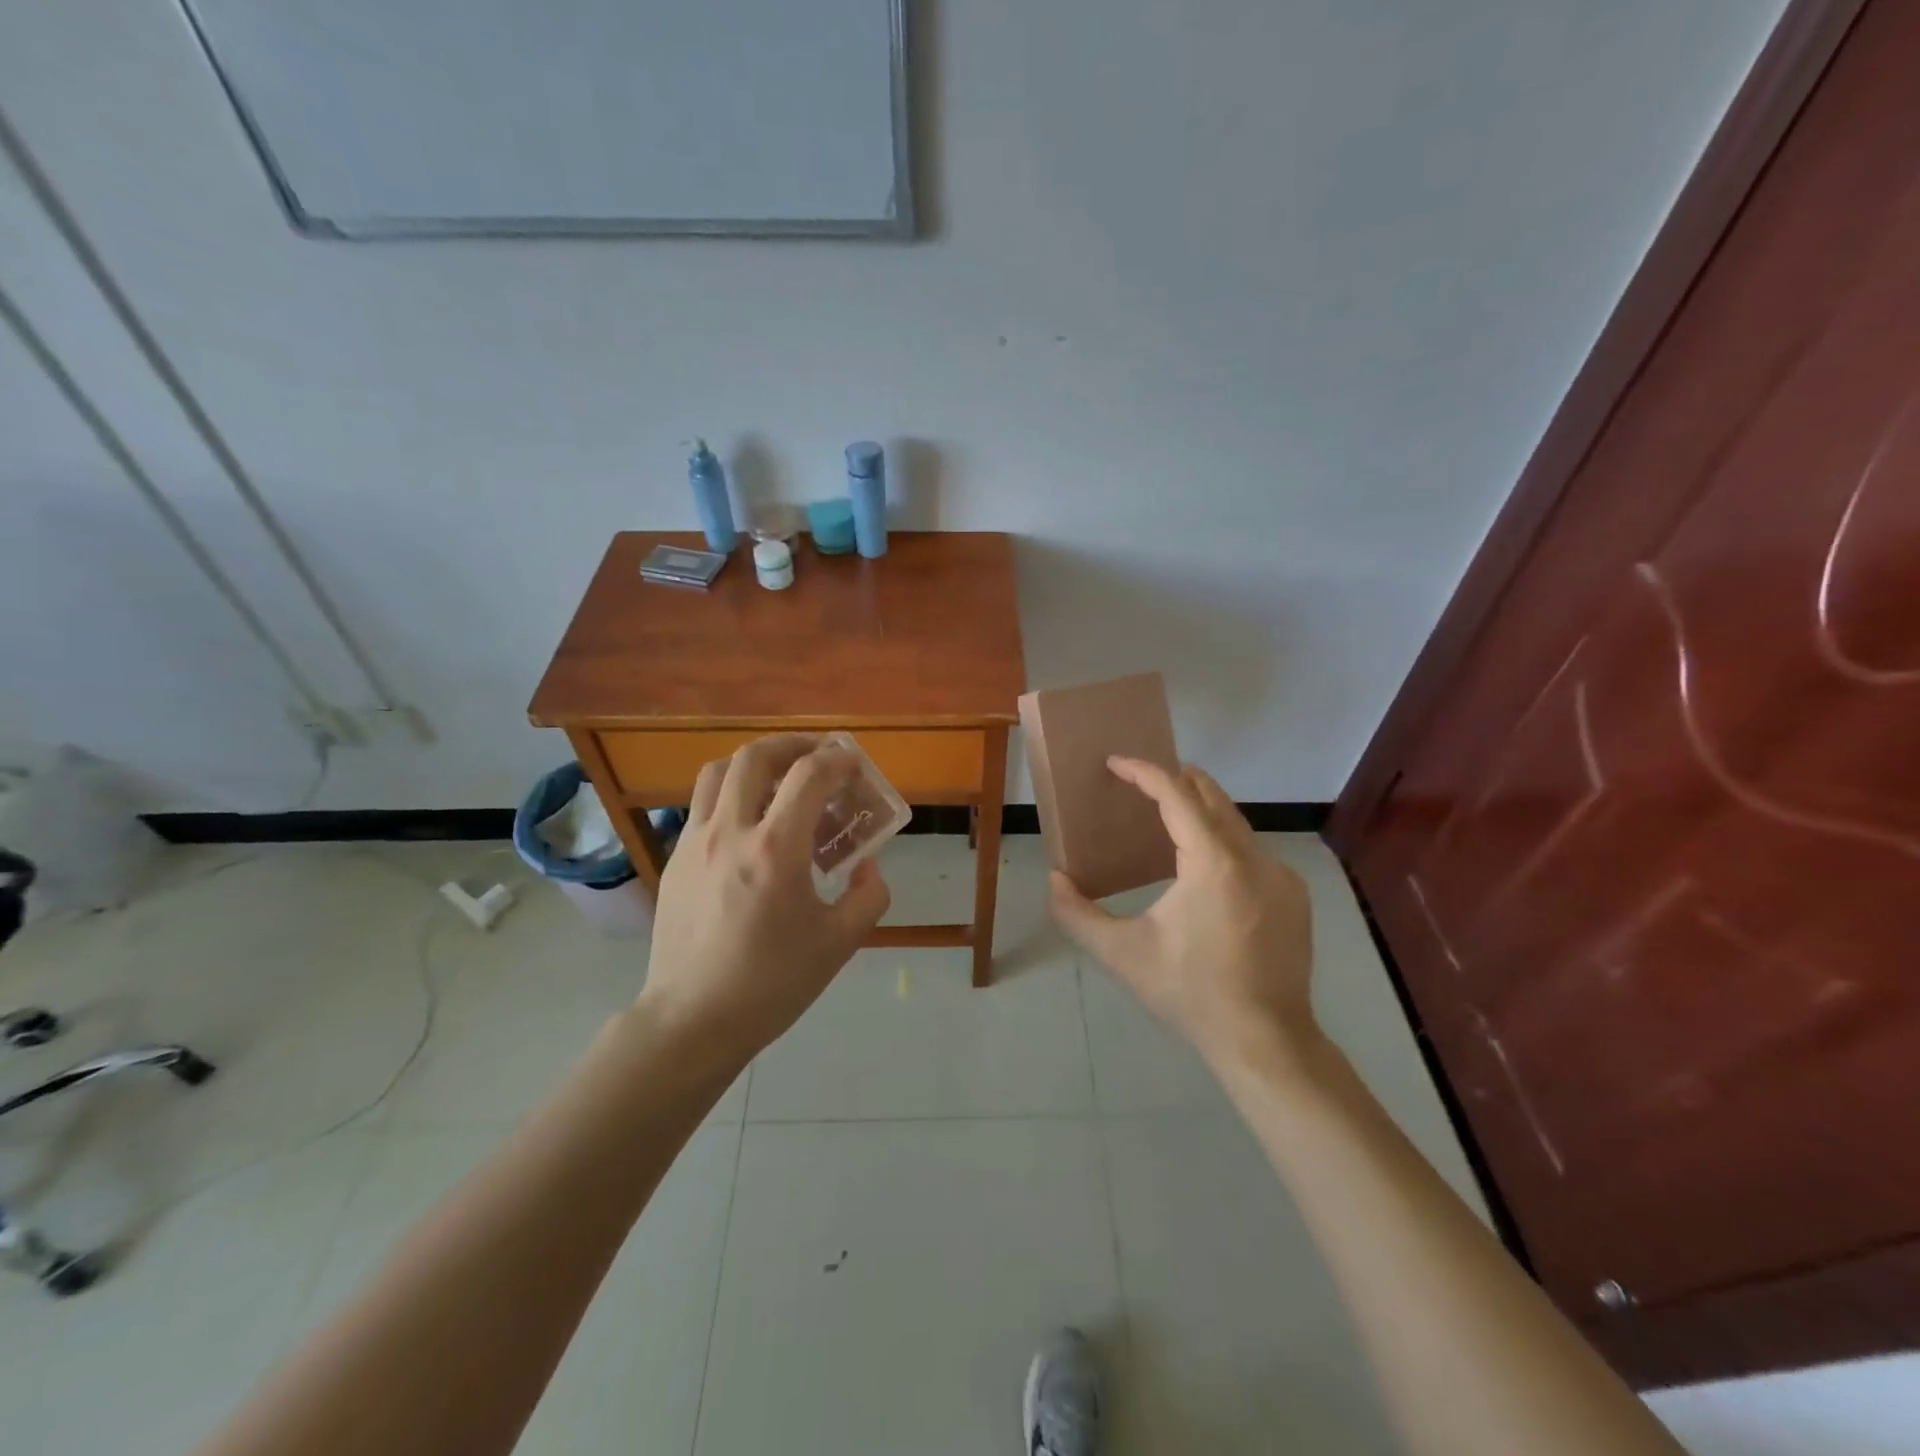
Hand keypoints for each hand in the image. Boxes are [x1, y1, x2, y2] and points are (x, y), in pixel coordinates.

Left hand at [637, 735, 889, 1074]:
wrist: (692, 1020)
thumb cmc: (772, 983)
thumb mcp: (840, 943)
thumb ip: (868, 896)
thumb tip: (867, 865)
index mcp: (775, 849)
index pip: (809, 776)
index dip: (837, 760)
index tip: (854, 764)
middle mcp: (730, 832)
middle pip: (755, 757)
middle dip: (793, 745)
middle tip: (817, 755)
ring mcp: (694, 843)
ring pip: (718, 772)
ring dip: (754, 762)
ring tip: (779, 778)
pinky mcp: (674, 860)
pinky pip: (703, 805)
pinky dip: (731, 794)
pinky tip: (750, 825)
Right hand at [1049, 757, 1318, 1074]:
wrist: (1266, 1041)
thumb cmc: (1190, 993)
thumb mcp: (1123, 955)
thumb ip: (1077, 915)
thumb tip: (1054, 880)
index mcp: (1213, 863)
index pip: (1177, 794)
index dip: (1143, 771)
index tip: (1116, 763)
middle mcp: (1254, 857)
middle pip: (1211, 794)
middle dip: (1173, 779)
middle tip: (1138, 783)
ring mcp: (1281, 874)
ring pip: (1234, 822)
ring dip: (1198, 811)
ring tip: (1163, 823)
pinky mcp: (1294, 894)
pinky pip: (1252, 850)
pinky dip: (1222, 841)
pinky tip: (1202, 871)